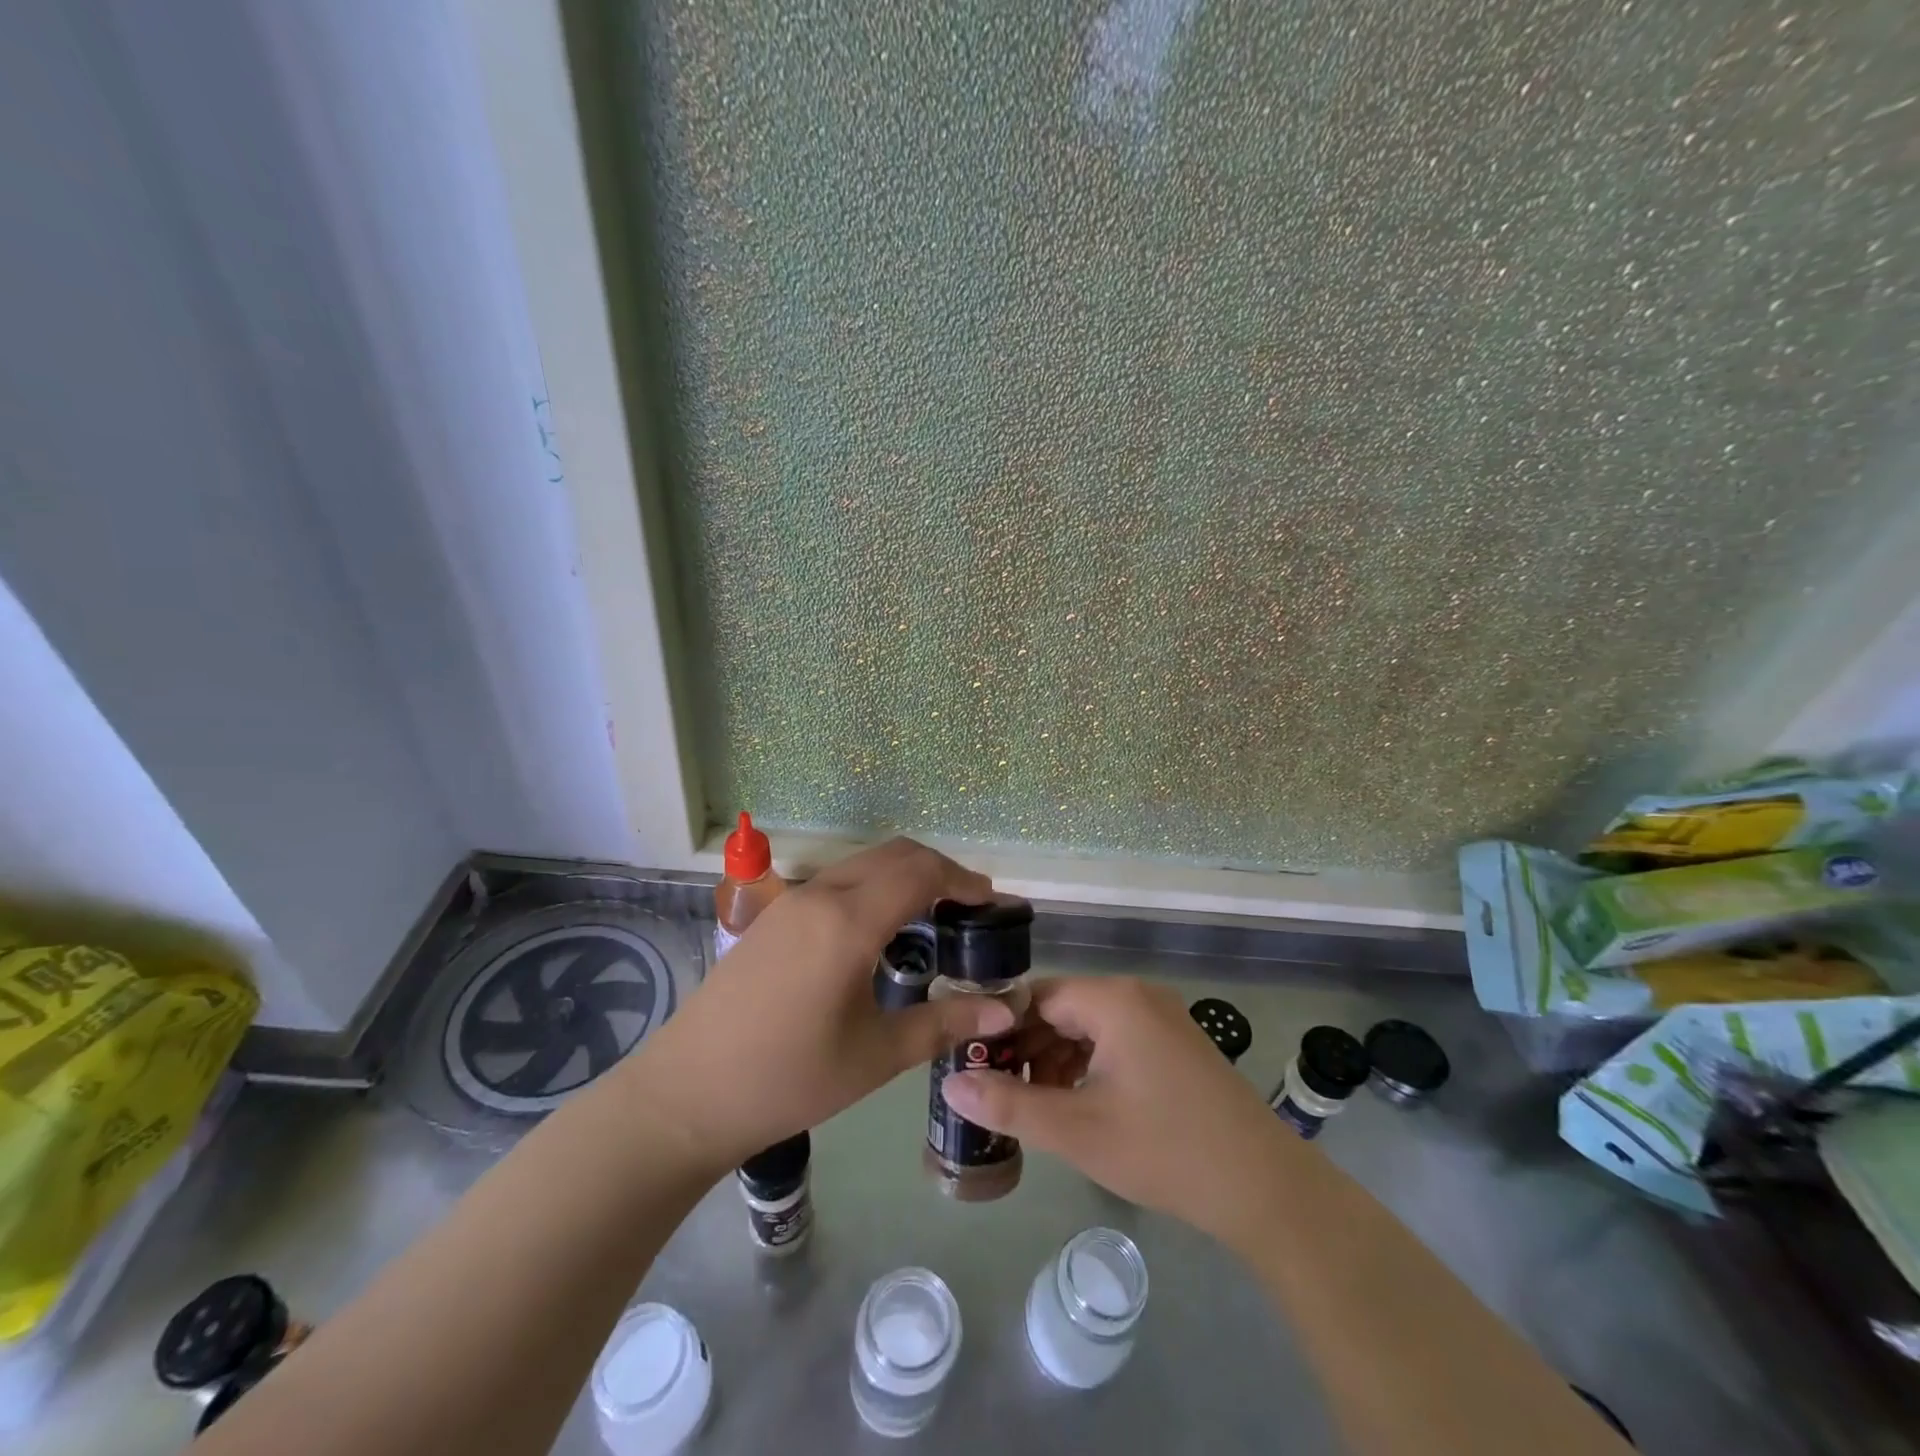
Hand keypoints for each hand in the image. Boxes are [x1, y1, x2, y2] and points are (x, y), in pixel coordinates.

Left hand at [636, 838, 1008, 1169]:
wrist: (688, 1093)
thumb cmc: (788, 1079)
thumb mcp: (875, 1056)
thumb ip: (944, 1024)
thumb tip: (1005, 1013)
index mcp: (848, 922)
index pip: (920, 873)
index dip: (963, 879)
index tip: (992, 901)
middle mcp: (820, 894)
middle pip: (894, 854)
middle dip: (938, 869)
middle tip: (969, 906)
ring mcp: (790, 900)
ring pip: (862, 863)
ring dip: (903, 875)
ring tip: (932, 915)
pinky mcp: (772, 915)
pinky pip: (836, 880)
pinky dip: (872, 886)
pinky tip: (879, 930)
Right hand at [941, 976, 1290, 1245]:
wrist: (1265, 1187)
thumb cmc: (1165, 1150)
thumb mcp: (1077, 1130)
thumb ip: (1009, 1105)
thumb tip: (952, 1084)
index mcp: (1112, 1000)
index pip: (1036, 997)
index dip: (1000, 1029)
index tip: (974, 1064)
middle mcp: (1136, 994)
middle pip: (1062, 1008)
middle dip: (1027, 1046)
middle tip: (997, 1090)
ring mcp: (1160, 1017)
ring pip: (1088, 1025)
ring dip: (1056, 1058)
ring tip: (1033, 1103)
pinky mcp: (1175, 1042)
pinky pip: (1116, 1038)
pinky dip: (1088, 1063)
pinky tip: (1077, 1102)